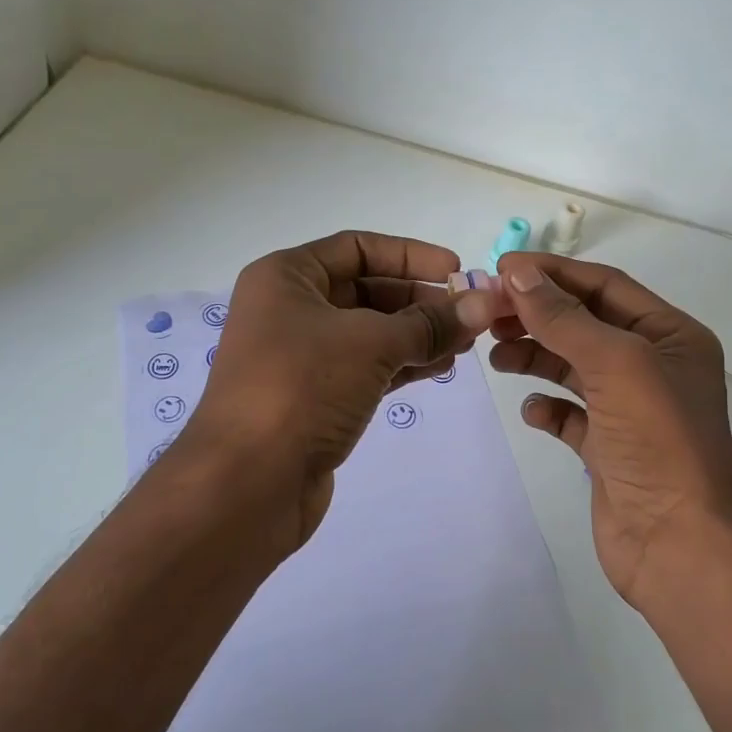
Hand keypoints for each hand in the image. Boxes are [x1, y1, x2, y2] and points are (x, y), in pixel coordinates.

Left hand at [179, 230, 479, 548]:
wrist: (248, 482)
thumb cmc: (303, 388)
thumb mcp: (371, 343)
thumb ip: (429, 323)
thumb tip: (483, 304)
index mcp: (286, 277)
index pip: (357, 248)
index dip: (411, 256)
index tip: (457, 271)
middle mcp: (289, 310)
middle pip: (365, 290)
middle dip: (420, 300)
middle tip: (471, 314)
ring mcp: (300, 357)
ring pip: (369, 333)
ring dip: (417, 334)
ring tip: (467, 343)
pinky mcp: (314, 398)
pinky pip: (365, 367)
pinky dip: (402, 364)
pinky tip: (441, 366)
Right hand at [467, 253, 731, 607]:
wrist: (678, 545)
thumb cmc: (658, 442)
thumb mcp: (616, 364)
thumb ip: (563, 318)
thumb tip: (517, 274)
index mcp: (670, 336)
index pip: (604, 286)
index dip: (552, 274)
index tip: (500, 268)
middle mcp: (653, 366)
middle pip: (584, 323)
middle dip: (537, 315)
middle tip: (487, 313)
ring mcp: (631, 410)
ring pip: (573, 366)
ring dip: (535, 356)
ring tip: (497, 357)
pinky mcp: (609, 448)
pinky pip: (570, 415)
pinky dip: (548, 407)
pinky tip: (532, 410)